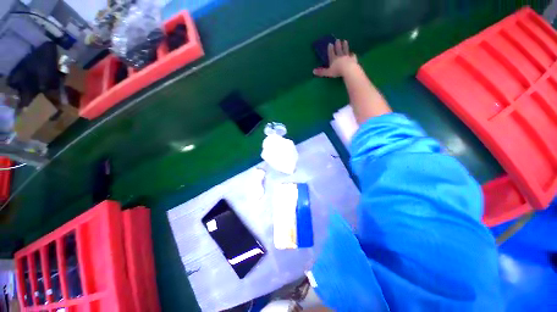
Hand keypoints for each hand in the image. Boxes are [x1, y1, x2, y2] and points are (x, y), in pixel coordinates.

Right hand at [313, 39, 357, 77]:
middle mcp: (340, 56)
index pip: (331, 52)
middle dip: (338, 45)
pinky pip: (352, 56)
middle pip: (339, 49)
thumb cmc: (337, 71)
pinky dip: (352, 54)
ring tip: (345, 41)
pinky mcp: (353, 59)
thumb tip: (313, 71)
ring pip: (345, 50)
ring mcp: (347, 57)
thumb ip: (321, 72)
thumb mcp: (327, 72)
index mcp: (334, 59)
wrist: (348, 70)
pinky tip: (352, 53)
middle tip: (338, 40)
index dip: (330, 48)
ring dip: (345, 46)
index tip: (330, 44)